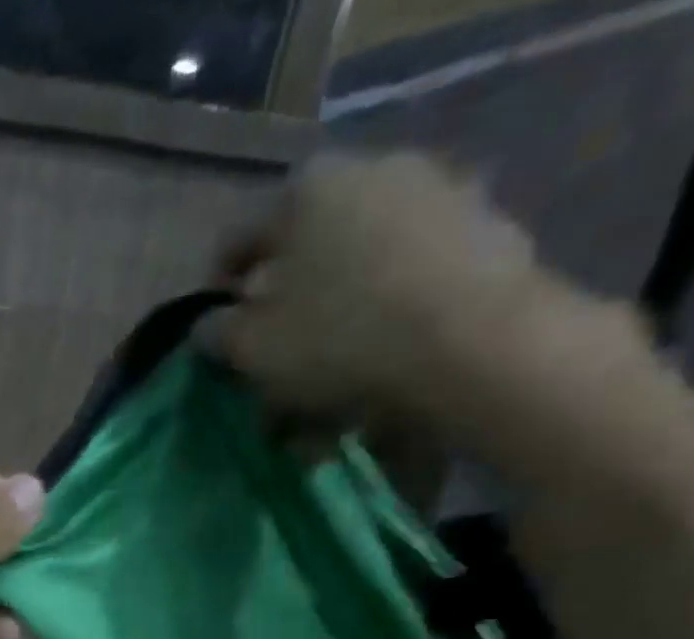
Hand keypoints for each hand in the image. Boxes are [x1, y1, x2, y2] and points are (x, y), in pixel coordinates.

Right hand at [205, 152, 543, 419]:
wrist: (477, 347)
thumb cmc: (339, 339)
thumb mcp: (251, 349)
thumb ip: (217, 335)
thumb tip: (208, 326)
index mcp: (308, 190)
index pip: (237, 243)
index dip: (218, 297)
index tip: (217, 342)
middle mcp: (373, 175)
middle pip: (304, 262)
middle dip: (282, 323)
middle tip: (269, 378)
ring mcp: (437, 201)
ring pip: (357, 283)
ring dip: (331, 339)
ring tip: (318, 407)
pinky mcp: (485, 240)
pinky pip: (408, 293)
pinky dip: (383, 334)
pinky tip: (370, 391)